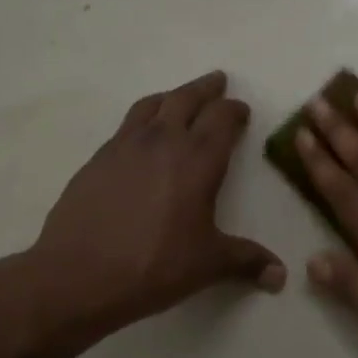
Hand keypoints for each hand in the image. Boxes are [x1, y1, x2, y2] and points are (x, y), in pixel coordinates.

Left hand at [17, 71, 283, 350]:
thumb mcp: (208, 264)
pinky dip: (142, 120)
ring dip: (171, 96)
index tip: (242, 110)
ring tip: (178, 98)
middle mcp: (162, 141)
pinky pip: (125, 126)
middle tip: (217, 81)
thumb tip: (281, 275)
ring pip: (151, 105)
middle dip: (206, 89)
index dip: (234, 110)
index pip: (221, 119)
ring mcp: (124, 147)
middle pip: (186, 98)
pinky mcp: (96, 160)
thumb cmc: (154, 266)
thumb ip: (247, 261)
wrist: (77, 276)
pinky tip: (141, 138)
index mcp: (198, 160)